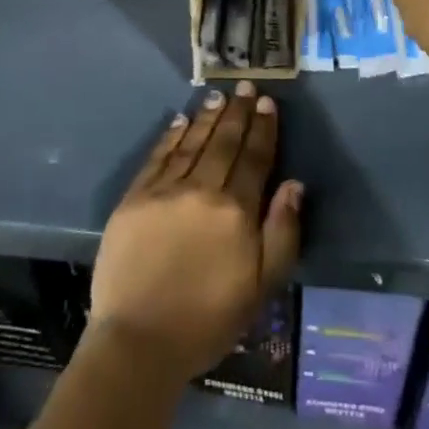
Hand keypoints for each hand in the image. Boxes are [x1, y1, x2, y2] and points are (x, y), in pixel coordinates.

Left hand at [90, 83, 302, 383]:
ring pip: (192, 143)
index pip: (254, 158)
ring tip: (218, 96)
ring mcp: (164, 191)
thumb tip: (294, 184)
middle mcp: (202, 190)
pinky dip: (171, 136)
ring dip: (207, 118)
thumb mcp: (261, 287)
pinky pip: (158, 157)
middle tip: (245, 86)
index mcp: (236, 211)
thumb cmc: (207, 320)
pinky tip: (180, 121)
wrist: (139, 342)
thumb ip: (281, 233)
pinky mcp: (134, 198)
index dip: (262, 129)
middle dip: (237, 113)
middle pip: (224, 143)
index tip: (267, 103)